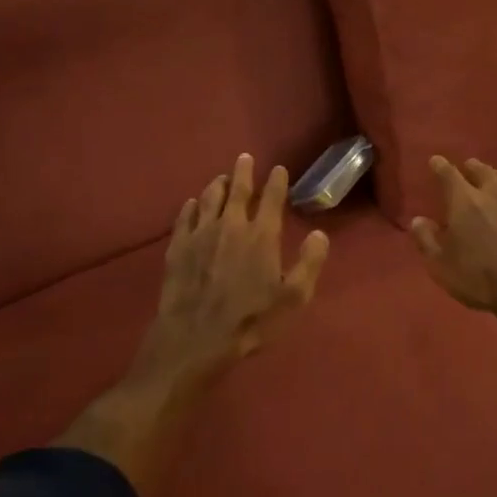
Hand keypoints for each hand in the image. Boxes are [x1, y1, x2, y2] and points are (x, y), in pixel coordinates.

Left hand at [133, 152, 330, 388]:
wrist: (194, 339)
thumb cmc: (250, 321)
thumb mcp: (293, 298)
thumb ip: (309, 263)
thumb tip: (319, 234)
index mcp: (262, 235)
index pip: (273, 199)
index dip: (277, 181)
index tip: (279, 169)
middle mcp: (231, 225)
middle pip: (238, 189)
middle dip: (244, 171)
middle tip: (245, 157)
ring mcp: (200, 234)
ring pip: (210, 198)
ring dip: (218, 185)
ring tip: (222, 178)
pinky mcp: (177, 247)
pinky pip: (185, 217)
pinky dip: (192, 206)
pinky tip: (193, 204)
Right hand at [409, 156, 496, 370]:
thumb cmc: (480, 277)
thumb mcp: (441, 265)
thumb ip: (427, 240)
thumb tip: (417, 220)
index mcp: (464, 201)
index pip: (448, 174)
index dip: (440, 166)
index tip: (436, 160)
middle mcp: (493, 193)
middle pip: (482, 170)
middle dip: (472, 167)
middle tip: (468, 167)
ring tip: (496, 178)